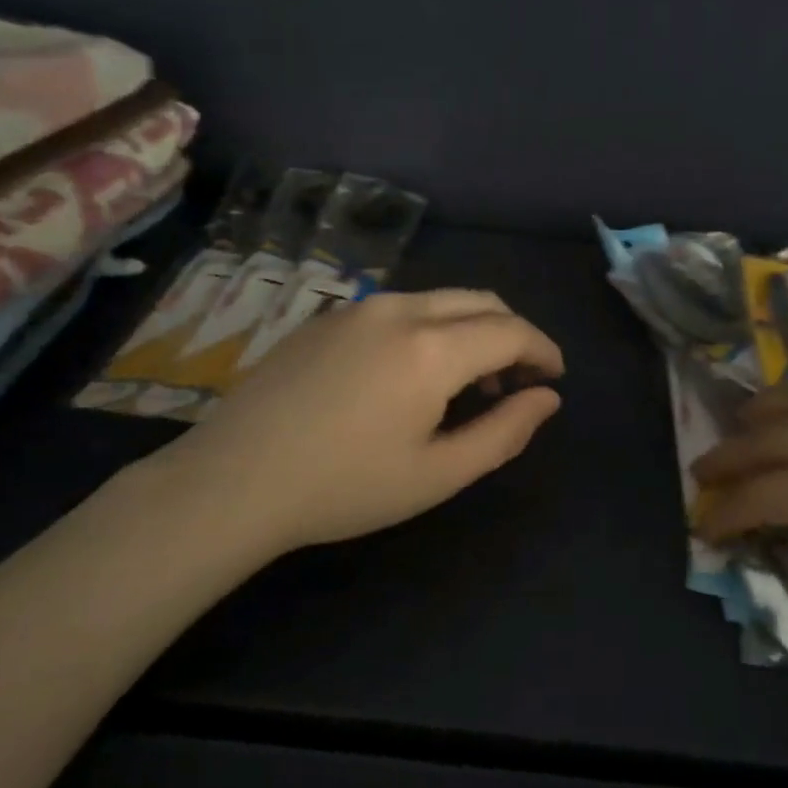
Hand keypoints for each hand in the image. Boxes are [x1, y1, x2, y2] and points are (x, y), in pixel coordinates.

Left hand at [140, 289, 563, 561]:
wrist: (232, 480)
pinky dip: (431, 327)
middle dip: (512, 334)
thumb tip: (548, 398)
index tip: (554, 379)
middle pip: (480, 301)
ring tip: (470, 382)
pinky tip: (415, 373)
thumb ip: (504, 432)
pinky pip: (401, 307)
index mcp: (432, 349)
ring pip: (440, 300)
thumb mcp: (438, 474)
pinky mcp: (328, 316)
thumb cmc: (344, 487)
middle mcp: (400, 309)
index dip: (543, 351)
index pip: (511, 330)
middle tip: (517, 382)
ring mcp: (358, 307)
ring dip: (471, 329)